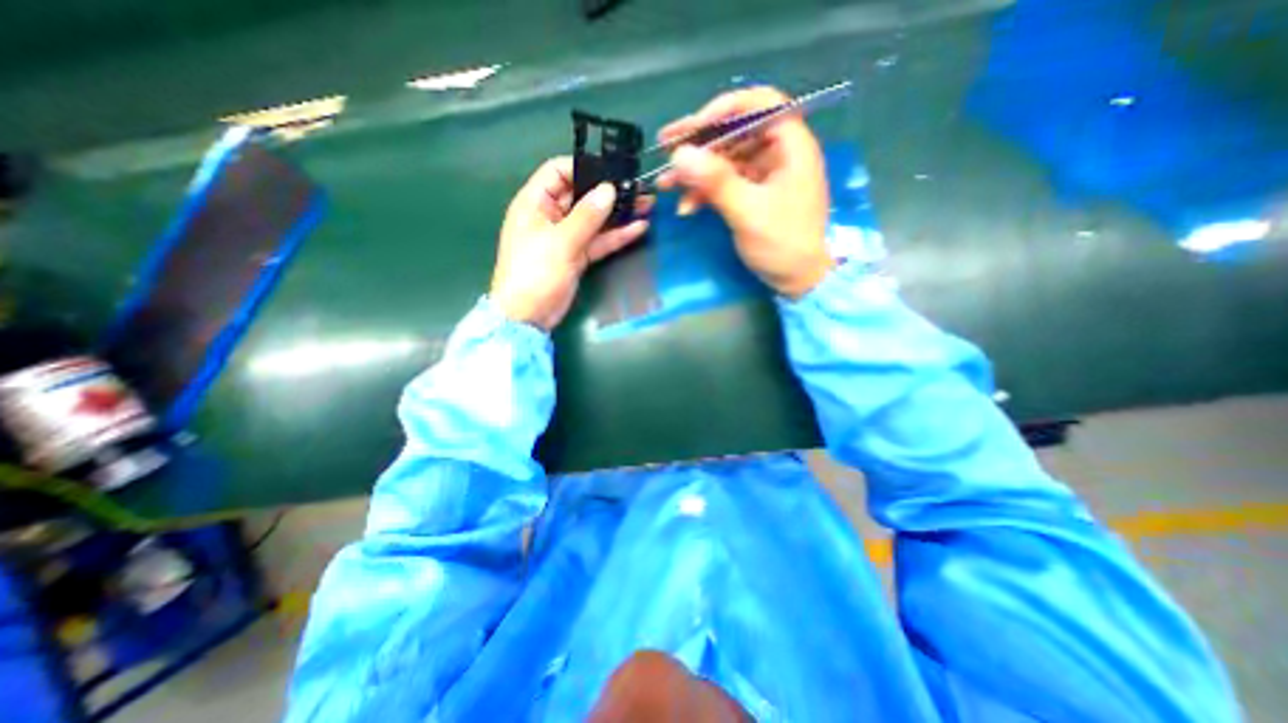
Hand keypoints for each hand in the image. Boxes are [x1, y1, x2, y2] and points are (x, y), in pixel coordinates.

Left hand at [495, 157, 654, 331]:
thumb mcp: (560, 242)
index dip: (583, 167)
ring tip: (646, 204)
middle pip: (581, 195)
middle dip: (609, 191)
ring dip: (618, 213)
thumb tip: (609, 189)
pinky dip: (616, 236)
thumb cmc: (534, 274)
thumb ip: (586, 216)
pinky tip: (638, 228)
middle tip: (638, 187)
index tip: (611, 170)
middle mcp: (551, 215)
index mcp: (535, 203)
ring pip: (595, 219)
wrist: (528, 316)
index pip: (558, 171)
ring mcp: (566, 237)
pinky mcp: (578, 256)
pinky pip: (599, 241)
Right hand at [656, 87, 836, 299]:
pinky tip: (687, 207)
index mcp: (790, 146)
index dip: (724, 109)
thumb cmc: (782, 245)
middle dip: (699, 143)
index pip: (760, 105)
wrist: (798, 280)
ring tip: (666, 183)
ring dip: (696, 172)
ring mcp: (765, 175)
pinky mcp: (754, 194)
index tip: (693, 128)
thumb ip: (716, 182)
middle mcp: (778, 153)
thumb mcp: (748, 213)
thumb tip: (680, 154)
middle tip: (665, 145)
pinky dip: (706, 193)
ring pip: (726, 160)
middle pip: (736, 132)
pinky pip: (726, 183)